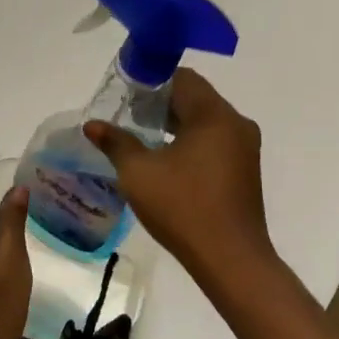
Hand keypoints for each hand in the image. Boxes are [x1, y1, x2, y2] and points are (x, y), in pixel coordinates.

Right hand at [84, 69, 277, 301]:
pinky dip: (192, 141)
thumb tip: (92, 125)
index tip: (126, 96)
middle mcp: (235, 122)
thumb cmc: (183, 208)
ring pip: (206, 120)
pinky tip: (168, 161)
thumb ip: (116, 143)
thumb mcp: (139, 174)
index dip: (152, 81)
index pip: (183, 78)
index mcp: (214, 114)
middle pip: (196, 97)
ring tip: (144, 139)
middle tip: (129, 117)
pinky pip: (216, 140)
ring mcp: (245, 147)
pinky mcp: (246, 169)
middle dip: (162, 103)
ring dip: (177, 123)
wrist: (231, 259)